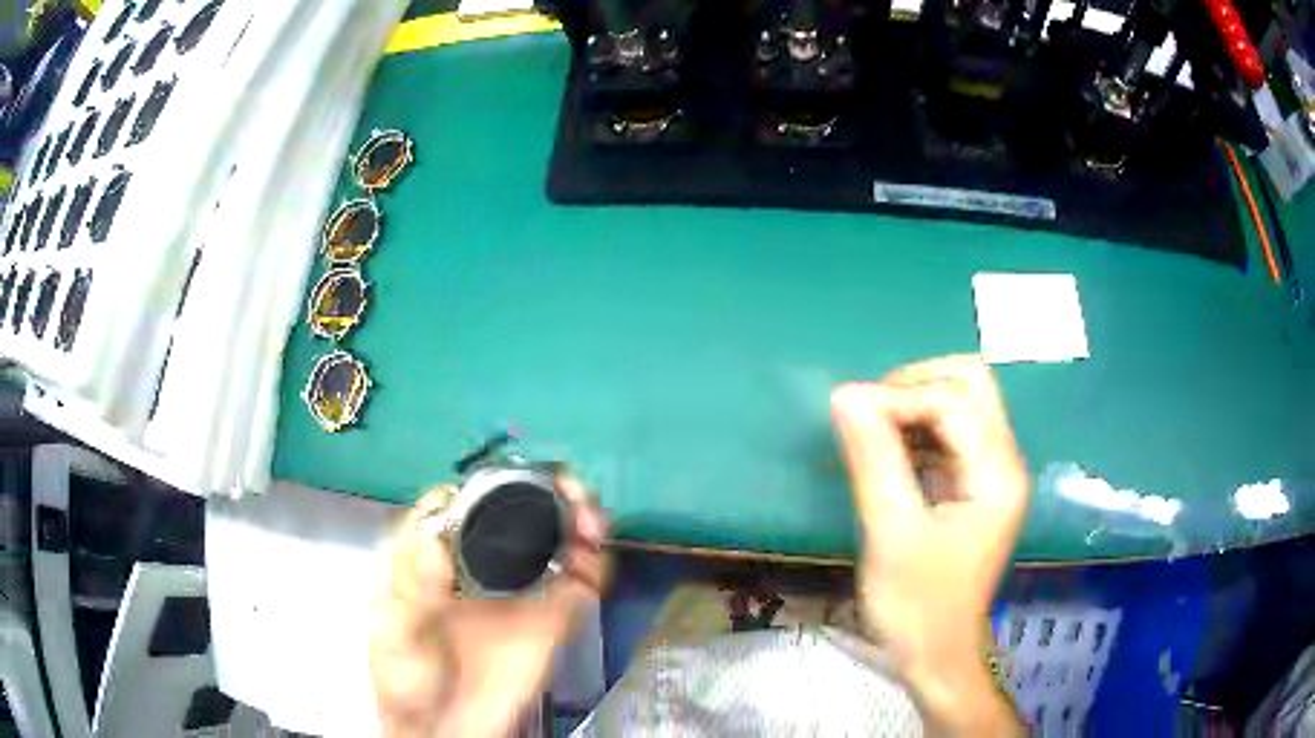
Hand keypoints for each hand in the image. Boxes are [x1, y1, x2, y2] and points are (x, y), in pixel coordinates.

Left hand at [370, 476, 608, 737]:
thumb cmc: (408, 679)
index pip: (458, 501)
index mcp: (434, 555)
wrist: (450, 732)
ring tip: (590, 520)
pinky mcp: (550, 618)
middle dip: (545, 490)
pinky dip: (595, 564)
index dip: (483, 484)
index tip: (508, 484)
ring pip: (553, 538)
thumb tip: (437, 538)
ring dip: (577, 518)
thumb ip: (412, 590)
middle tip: (568, 493)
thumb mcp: (396, 633)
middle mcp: (479, 562)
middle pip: (515, 509)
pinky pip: (580, 583)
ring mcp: (518, 589)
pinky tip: (594, 560)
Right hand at [830, 355, 1027, 733]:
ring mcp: (994, 473)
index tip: (850, 420)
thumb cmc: (916, 607)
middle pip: (970, 383)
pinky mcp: (978, 486)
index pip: (953, 399)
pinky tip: (889, 456)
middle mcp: (1004, 462)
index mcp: (996, 475)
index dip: (899, 398)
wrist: (937, 656)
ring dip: (915, 406)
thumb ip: (874, 460)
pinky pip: (952, 433)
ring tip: (873, 435)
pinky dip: (918, 430)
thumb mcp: (890, 534)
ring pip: (962, 403)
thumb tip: (846, 394)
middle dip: (916, 385)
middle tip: (871, 416)